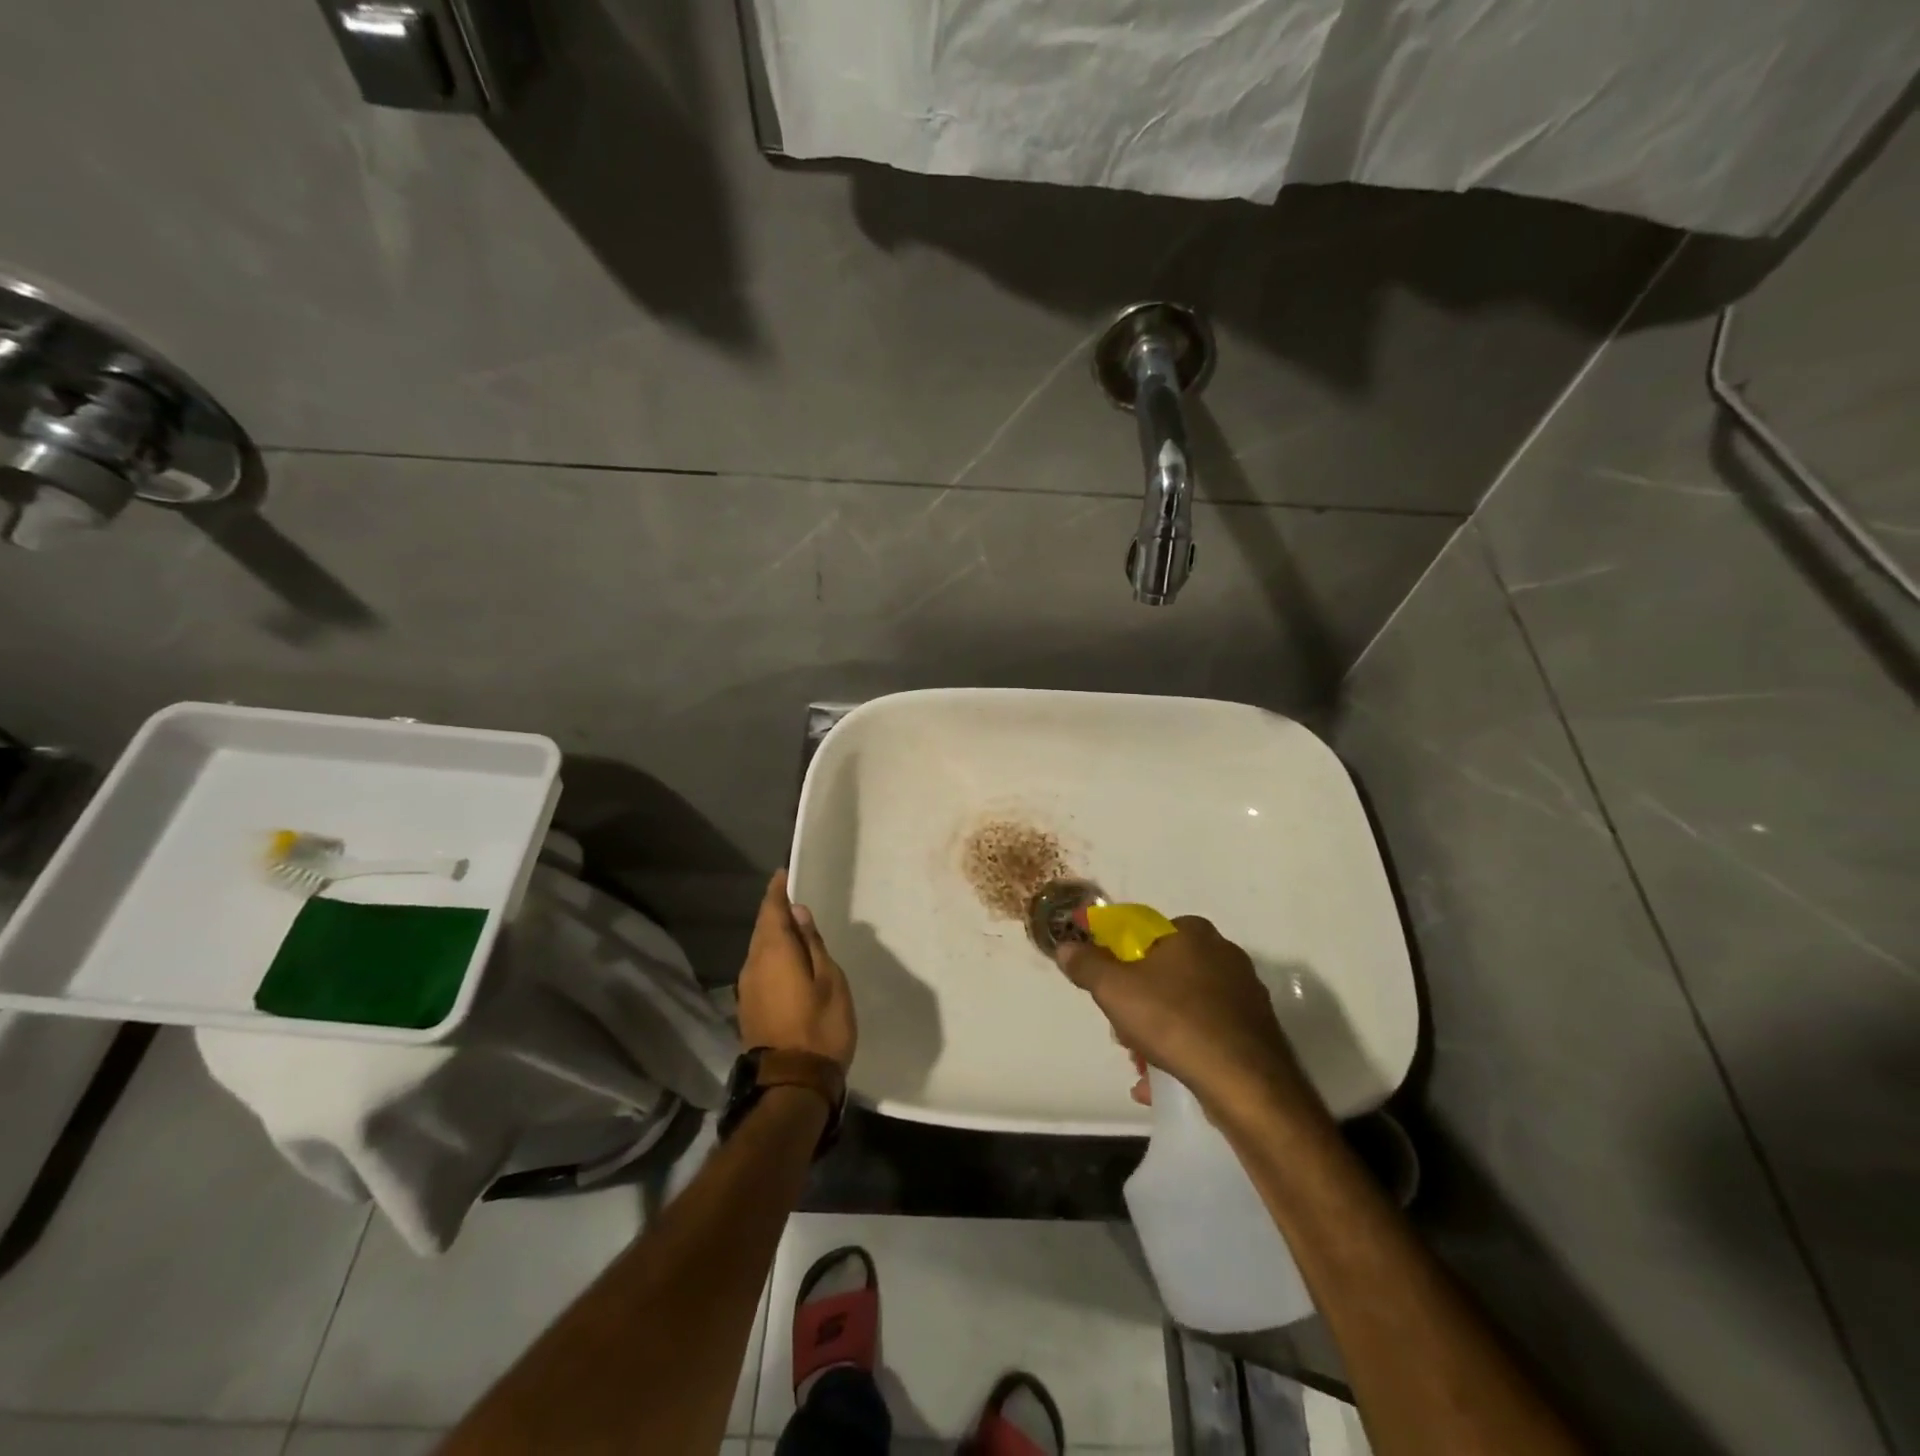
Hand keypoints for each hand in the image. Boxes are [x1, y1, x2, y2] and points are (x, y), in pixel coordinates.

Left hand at [738, 870, 856, 1070]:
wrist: (792, 1084)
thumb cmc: (820, 1027)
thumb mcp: (830, 980)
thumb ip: (812, 944)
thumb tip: (798, 913)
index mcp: (774, 952)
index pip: (772, 910)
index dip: (777, 890)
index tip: (784, 873)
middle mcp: (753, 964)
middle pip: (762, 928)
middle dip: (775, 911)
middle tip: (793, 897)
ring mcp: (748, 988)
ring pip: (759, 949)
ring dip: (773, 934)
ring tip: (795, 927)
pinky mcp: (749, 1007)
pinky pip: (759, 968)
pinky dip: (772, 956)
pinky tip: (788, 960)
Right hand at [1055, 916, 1310, 1114]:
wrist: (1245, 1082)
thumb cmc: (1173, 1020)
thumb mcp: (1113, 989)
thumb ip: (1086, 964)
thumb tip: (1067, 946)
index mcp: (1192, 933)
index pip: (1143, 932)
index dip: (1117, 957)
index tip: (1104, 986)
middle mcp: (1223, 954)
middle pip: (1162, 972)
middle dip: (1136, 1002)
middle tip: (1121, 1030)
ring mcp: (1243, 994)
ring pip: (1183, 1006)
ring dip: (1155, 1031)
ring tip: (1141, 1062)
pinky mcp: (1255, 1031)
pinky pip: (1205, 1034)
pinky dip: (1182, 1051)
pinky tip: (1162, 1080)